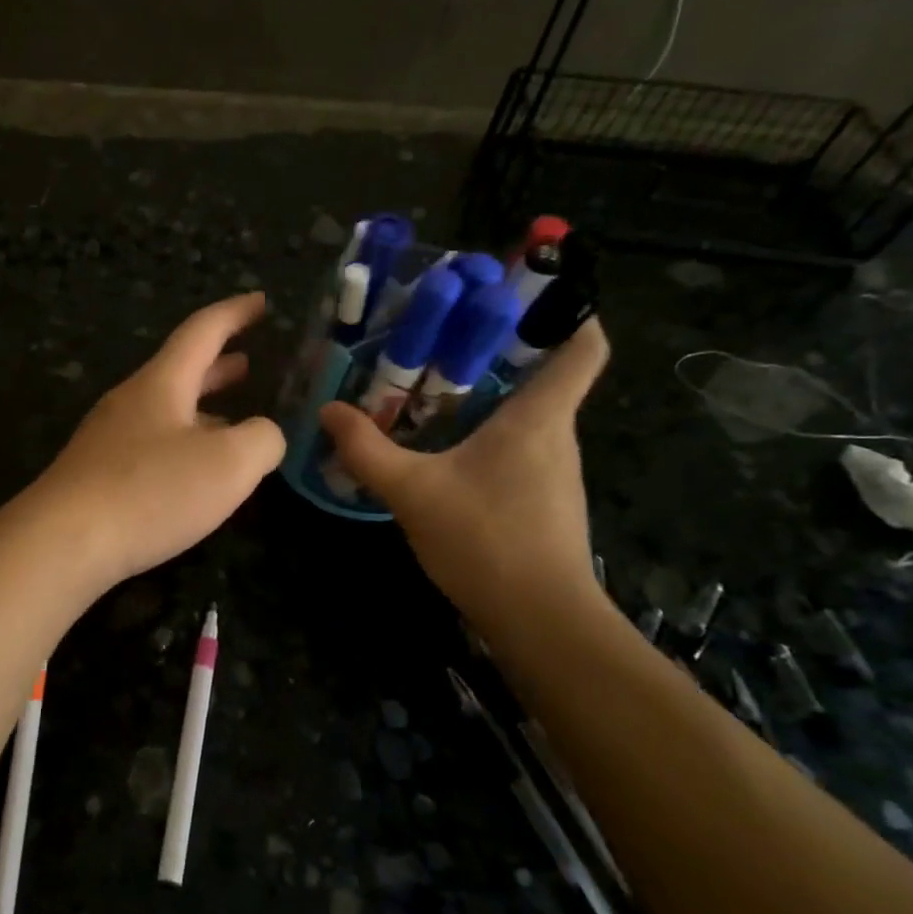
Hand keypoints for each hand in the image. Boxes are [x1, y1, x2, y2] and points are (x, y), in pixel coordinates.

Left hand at [34, 292, 284, 587]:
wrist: (63, 542)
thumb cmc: (151, 492)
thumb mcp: (229, 465)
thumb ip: (262, 440)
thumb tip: (264, 435)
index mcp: (161, 384)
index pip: (202, 332)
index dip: (236, 314)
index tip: (261, 302)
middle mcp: (130, 402)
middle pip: (179, 371)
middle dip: (218, 366)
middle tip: (249, 362)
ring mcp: (107, 440)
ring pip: (164, 412)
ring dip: (201, 409)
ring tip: (232, 419)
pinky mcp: (96, 476)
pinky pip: (149, 446)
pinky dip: (181, 445)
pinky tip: (192, 473)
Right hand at [318, 319, 610, 636]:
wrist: (539, 618)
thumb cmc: (485, 539)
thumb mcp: (412, 491)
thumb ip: (367, 449)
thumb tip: (328, 410)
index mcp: (539, 416)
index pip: (584, 345)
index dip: (569, 311)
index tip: (527, 295)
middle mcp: (557, 436)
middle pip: (546, 377)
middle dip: (500, 354)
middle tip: (444, 342)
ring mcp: (555, 472)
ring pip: (529, 417)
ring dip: (490, 399)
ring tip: (434, 391)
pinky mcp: (544, 502)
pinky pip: (520, 450)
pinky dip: (488, 438)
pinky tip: (447, 452)